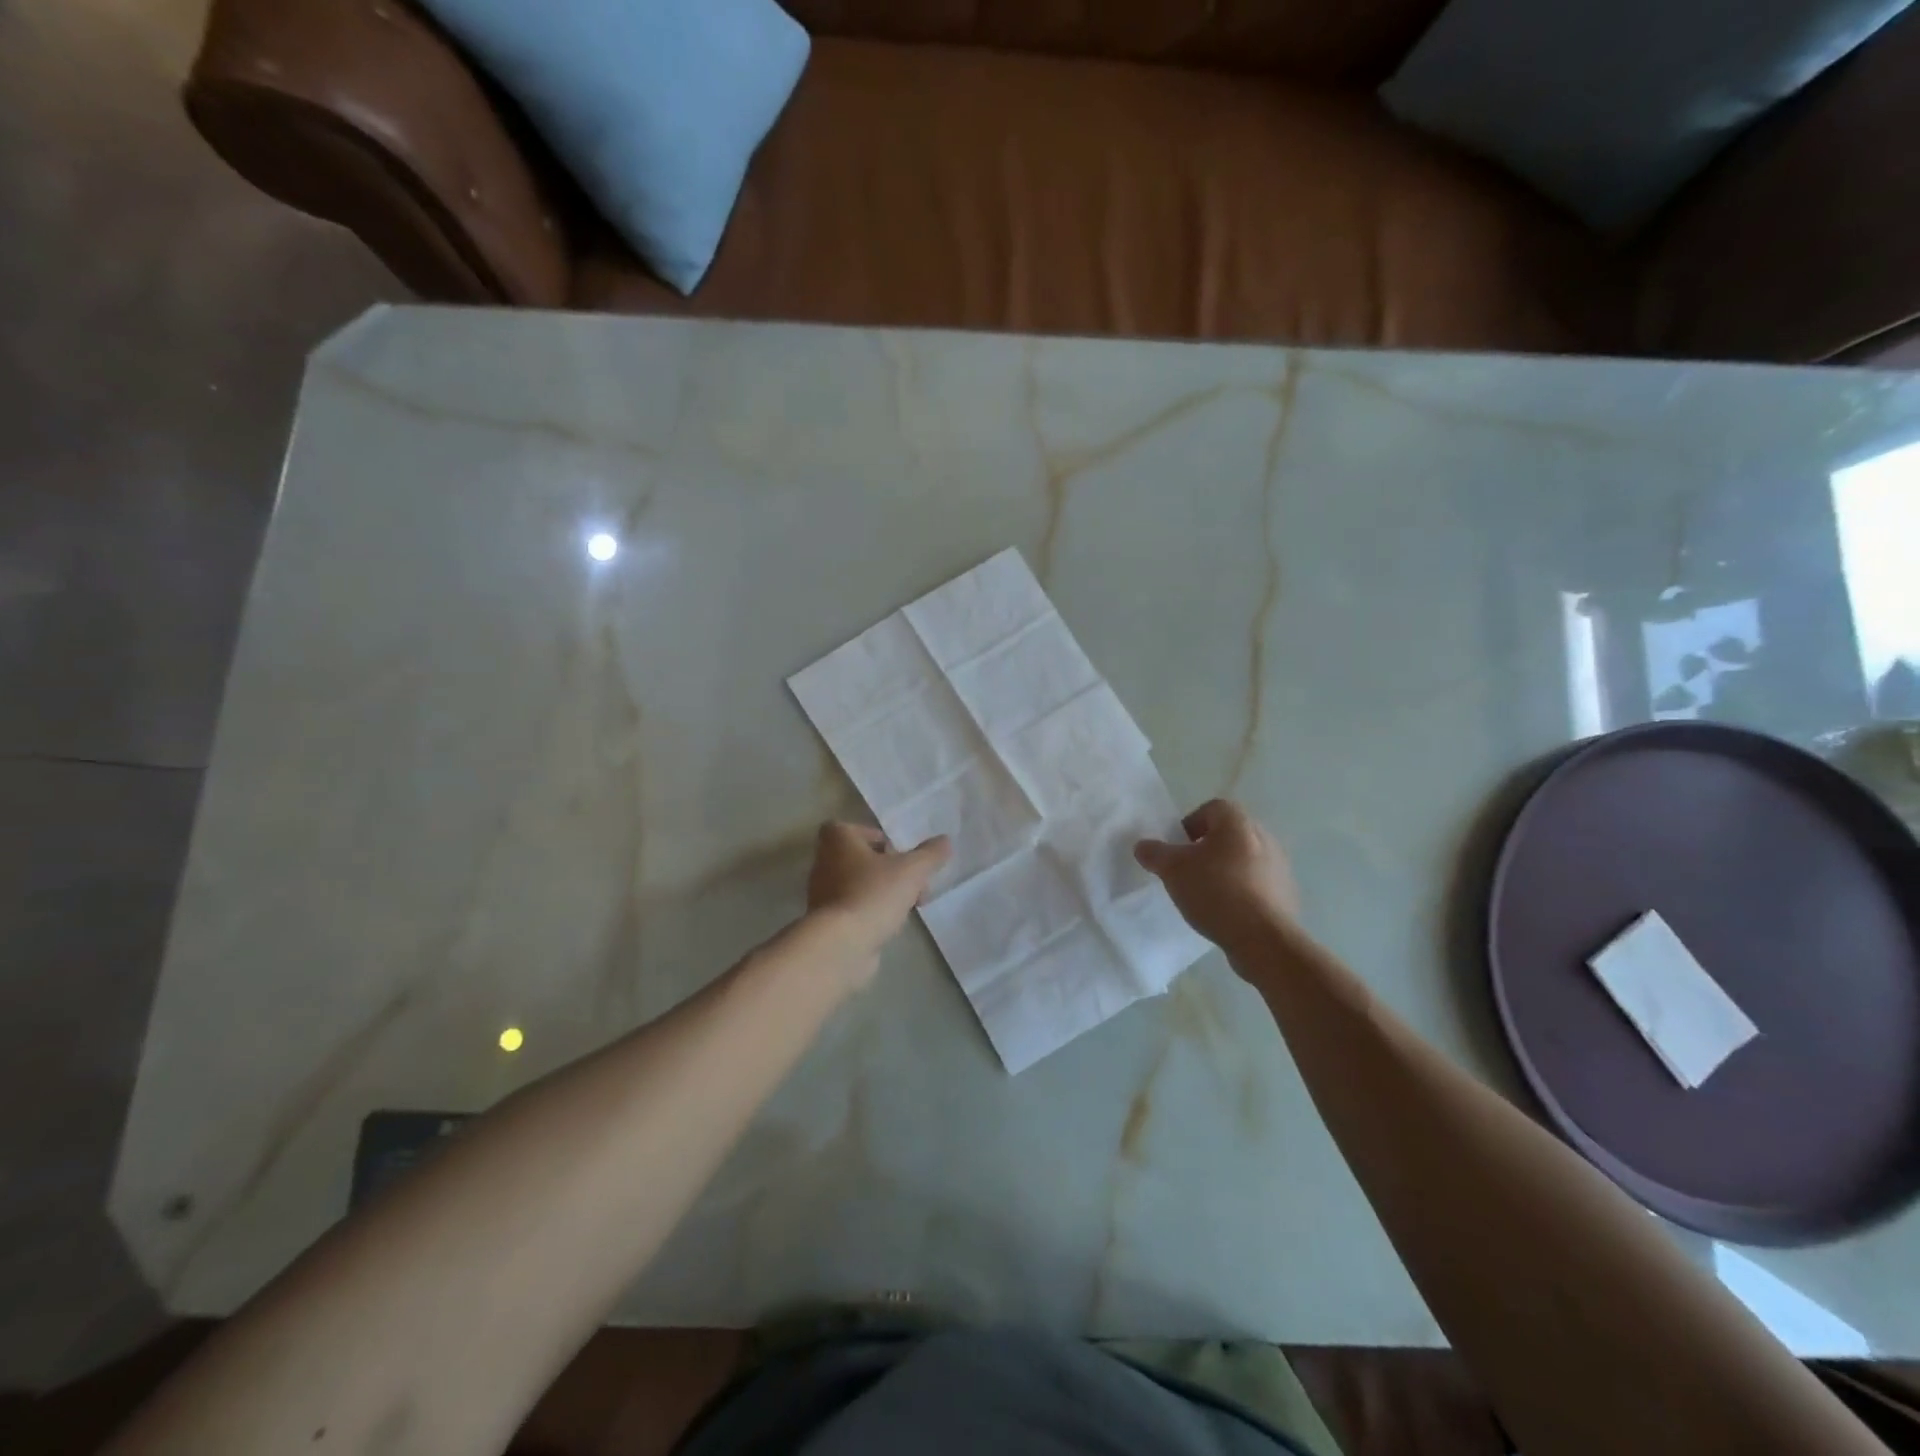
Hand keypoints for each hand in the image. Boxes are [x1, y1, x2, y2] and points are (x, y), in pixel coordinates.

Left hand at [806, 822, 951, 966]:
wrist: (841, 944)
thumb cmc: (873, 894)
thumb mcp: (912, 870)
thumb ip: (930, 854)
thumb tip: (945, 840)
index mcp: (837, 841)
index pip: (853, 829)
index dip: (876, 838)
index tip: (899, 854)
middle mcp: (824, 863)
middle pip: (861, 859)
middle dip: (889, 869)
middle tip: (914, 883)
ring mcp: (822, 894)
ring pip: (859, 885)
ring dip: (883, 892)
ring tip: (909, 906)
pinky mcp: (827, 922)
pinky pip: (854, 909)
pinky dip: (872, 913)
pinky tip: (892, 925)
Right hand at [1134, 799, 1300, 955]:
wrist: (1263, 938)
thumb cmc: (1215, 891)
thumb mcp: (1172, 870)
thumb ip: (1154, 853)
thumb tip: (1143, 846)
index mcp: (1237, 823)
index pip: (1212, 808)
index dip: (1191, 824)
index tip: (1178, 848)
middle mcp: (1264, 837)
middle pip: (1229, 834)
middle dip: (1207, 849)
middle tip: (1189, 870)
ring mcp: (1280, 866)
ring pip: (1245, 859)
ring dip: (1226, 870)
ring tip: (1208, 894)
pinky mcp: (1287, 894)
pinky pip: (1258, 884)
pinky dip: (1243, 892)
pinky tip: (1228, 912)